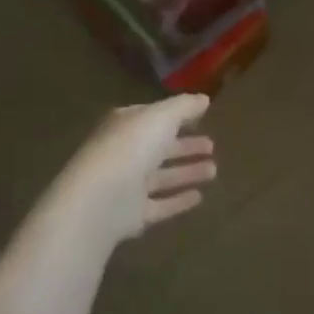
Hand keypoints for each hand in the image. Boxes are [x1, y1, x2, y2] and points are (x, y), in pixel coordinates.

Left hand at [36, 95, 216, 250]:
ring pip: (161, 176)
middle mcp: (124, 152)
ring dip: (186, 172)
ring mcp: (126, 185)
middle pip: (159, 147)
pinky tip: (200, 197)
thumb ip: (184, 107)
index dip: (177, 115)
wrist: (100, 200)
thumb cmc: (131, 148)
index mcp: (125, 125)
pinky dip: (178, 200)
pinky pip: (160, 204)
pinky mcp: (132, 214)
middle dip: (185, 146)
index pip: (153, 116)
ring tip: (214, 170)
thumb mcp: (161, 117)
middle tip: (212, 145)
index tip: (202, 116)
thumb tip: (204, 99)